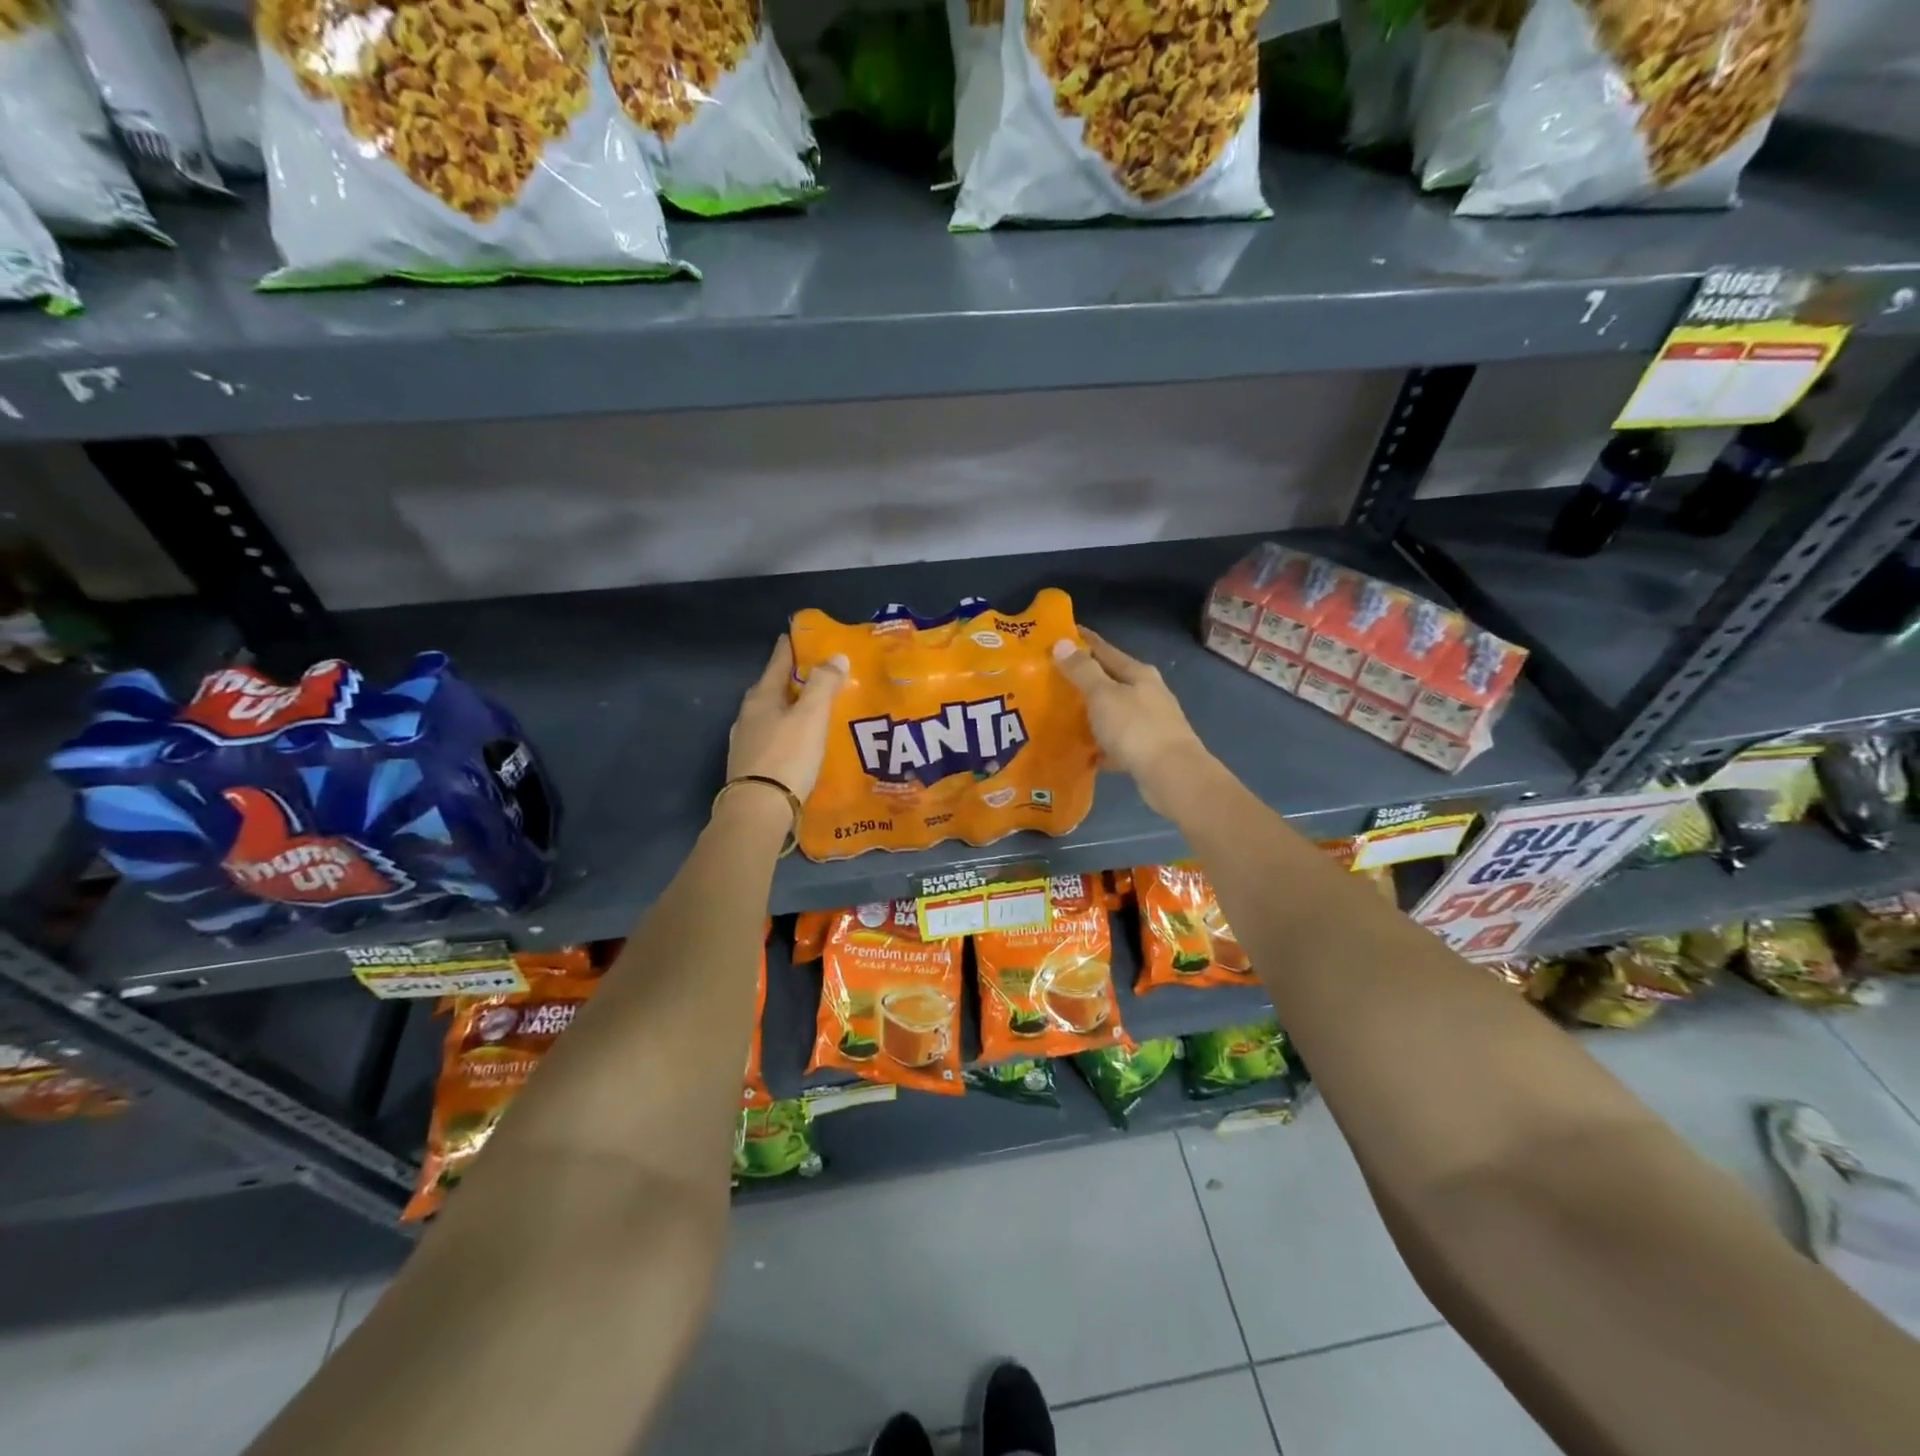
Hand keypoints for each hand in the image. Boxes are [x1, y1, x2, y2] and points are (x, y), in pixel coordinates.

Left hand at [726, 636, 847, 802]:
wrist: (758, 810)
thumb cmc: (787, 757)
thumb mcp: (811, 716)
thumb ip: (824, 684)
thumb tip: (836, 656)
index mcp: (761, 697)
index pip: (777, 662)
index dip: (789, 648)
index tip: (798, 636)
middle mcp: (748, 715)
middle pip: (771, 688)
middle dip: (791, 679)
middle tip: (814, 673)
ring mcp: (746, 742)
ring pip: (770, 714)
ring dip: (788, 707)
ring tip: (810, 708)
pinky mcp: (750, 766)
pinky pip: (772, 737)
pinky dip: (786, 731)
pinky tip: (798, 741)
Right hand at [1052, 628, 1212, 816]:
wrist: (1173, 776)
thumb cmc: (1136, 729)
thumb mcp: (1103, 695)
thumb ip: (1082, 671)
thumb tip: (1062, 642)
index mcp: (1138, 674)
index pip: (1105, 649)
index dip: (1083, 641)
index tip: (1059, 634)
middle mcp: (1148, 694)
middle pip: (1111, 680)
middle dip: (1084, 679)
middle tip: (1052, 679)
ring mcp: (1150, 723)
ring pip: (1114, 712)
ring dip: (1092, 713)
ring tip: (1062, 715)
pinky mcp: (1148, 750)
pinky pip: (1117, 742)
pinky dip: (1101, 744)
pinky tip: (1084, 751)